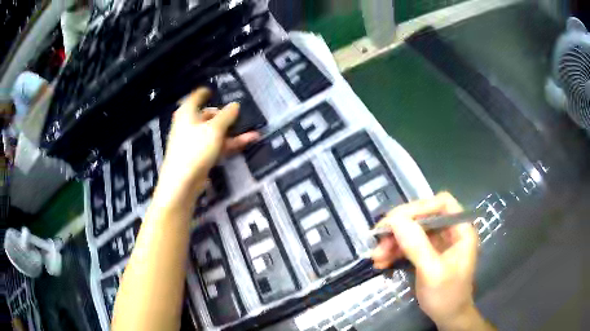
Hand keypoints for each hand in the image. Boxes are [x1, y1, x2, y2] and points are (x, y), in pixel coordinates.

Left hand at [156, 88, 258, 204]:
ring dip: (233, 133)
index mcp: (187, 113)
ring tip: (253, 132)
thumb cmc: (195, 149)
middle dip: (225, 116)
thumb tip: (235, 104)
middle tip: (240, 115)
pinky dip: (229, 144)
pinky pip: (216, 146)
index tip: (213, 90)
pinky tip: (247, 142)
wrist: (182, 182)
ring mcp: (194, 142)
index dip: (205, 92)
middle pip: (208, 116)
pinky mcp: (200, 156)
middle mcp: (189, 125)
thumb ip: (227, 115)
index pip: (196, 97)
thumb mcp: (214, 129)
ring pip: (215, 133)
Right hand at [372, 192, 482, 329]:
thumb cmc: (447, 295)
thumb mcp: (432, 272)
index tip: (394, 221)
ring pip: (413, 231)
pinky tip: (382, 262)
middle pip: (423, 216)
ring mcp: (438, 242)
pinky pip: (409, 245)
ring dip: (393, 242)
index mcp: (461, 229)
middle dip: (400, 229)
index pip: (441, 204)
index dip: (418, 207)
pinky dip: (395, 251)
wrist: (448, 316)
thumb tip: (395, 220)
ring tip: (376, 257)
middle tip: (378, 240)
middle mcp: (450, 231)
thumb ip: (416, 246)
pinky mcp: (428, 253)